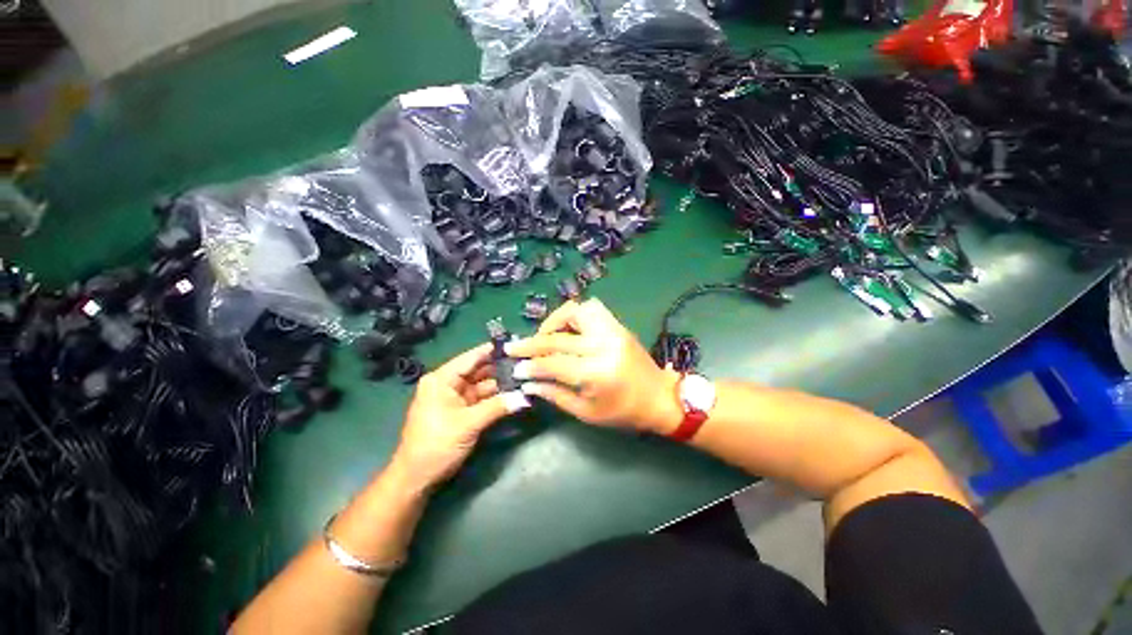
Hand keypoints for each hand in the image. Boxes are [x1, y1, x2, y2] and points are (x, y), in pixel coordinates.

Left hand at [389, 343, 529, 490]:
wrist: (417, 479)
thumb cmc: (436, 445)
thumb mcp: (468, 424)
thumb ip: (497, 407)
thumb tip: (525, 397)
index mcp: (441, 379)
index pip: (471, 358)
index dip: (492, 351)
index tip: (515, 344)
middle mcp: (448, 383)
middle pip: (479, 370)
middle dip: (501, 368)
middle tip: (526, 362)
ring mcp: (456, 397)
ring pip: (483, 384)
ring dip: (502, 383)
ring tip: (525, 376)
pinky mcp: (462, 410)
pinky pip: (483, 398)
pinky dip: (497, 396)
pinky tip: (515, 392)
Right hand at [505, 298, 681, 433]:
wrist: (661, 398)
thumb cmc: (624, 412)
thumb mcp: (587, 412)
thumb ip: (555, 394)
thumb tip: (528, 383)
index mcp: (596, 373)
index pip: (553, 364)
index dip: (530, 366)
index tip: (514, 368)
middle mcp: (603, 345)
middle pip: (558, 337)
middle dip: (531, 343)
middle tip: (513, 347)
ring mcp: (612, 330)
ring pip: (576, 311)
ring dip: (555, 321)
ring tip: (545, 336)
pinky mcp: (618, 325)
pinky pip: (592, 308)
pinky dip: (575, 314)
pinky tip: (568, 329)